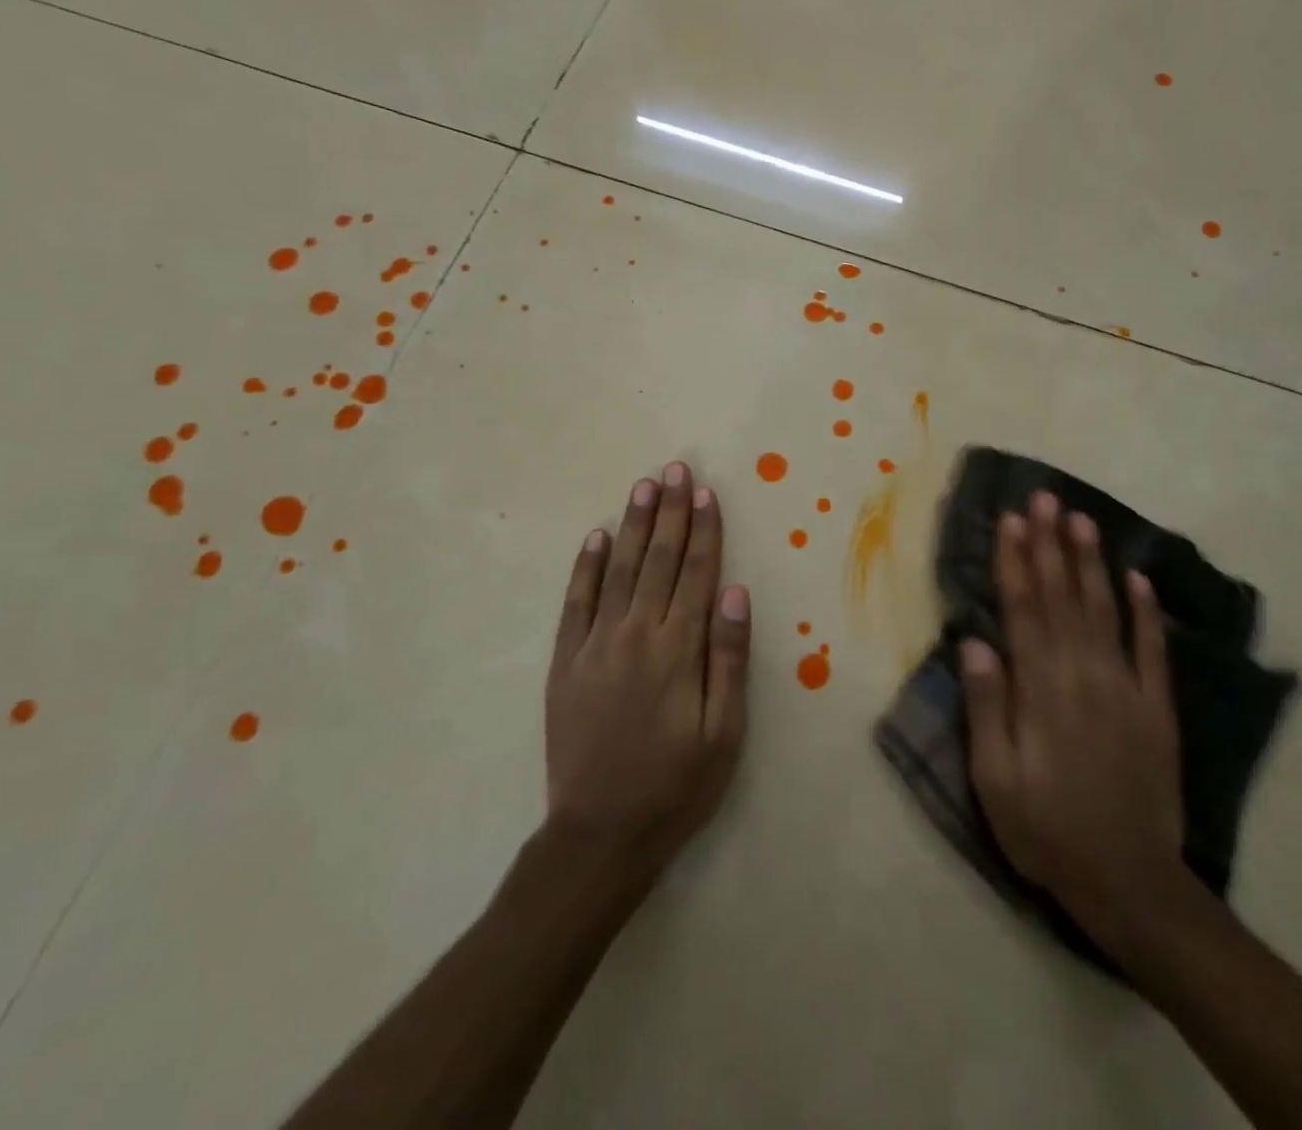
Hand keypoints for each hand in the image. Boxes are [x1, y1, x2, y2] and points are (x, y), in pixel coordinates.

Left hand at [544, 462, 750, 878]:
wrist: (601, 833)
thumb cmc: (677, 785)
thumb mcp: (725, 732)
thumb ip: (729, 659)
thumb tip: (736, 593)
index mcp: (680, 649)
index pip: (698, 574)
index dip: (704, 530)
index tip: (706, 492)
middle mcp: (637, 635)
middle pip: (660, 561)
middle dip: (670, 512)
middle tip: (675, 469)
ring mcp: (596, 646)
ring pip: (620, 570)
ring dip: (634, 525)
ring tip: (644, 487)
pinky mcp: (565, 663)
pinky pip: (575, 603)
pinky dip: (586, 567)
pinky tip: (597, 537)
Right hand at [960, 491, 1188, 936]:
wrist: (1130, 882)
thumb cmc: (1047, 830)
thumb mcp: (995, 778)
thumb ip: (986, 705)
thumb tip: (974, 640)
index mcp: (1041, 688)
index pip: (1024, 609)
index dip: (1016, 561)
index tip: (1011, 519)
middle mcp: (1084, 674)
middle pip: (1063, 596)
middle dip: (1051, 544)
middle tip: (1046, 498)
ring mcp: (1126, 688)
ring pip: (1105, 610)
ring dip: (1092, 562)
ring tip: (1083, 519)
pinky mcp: (1157, 708)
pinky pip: (1151, 649)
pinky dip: (1145, 611)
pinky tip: (1138, 578)